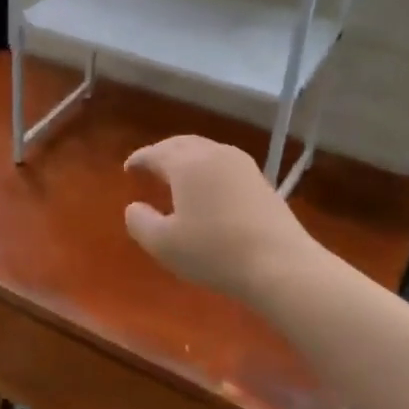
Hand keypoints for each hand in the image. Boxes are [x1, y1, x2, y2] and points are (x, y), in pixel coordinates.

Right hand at [123, 135, 319, 302]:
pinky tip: (207, 188)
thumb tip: (134, 207)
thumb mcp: (163, 244)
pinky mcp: (261, 182)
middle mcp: (215, 154)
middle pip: (182, 144)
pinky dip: (207, 169)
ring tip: (177, 175)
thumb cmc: (214, 252)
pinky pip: (224, 164)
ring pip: (207, 151)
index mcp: (187, 164)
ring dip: (187, 158)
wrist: (280, 265)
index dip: (139, 159)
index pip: (156, 153)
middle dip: (163, 152)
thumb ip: (140, 222)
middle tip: (150, 166)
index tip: (128, 168)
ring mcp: (243, 166)